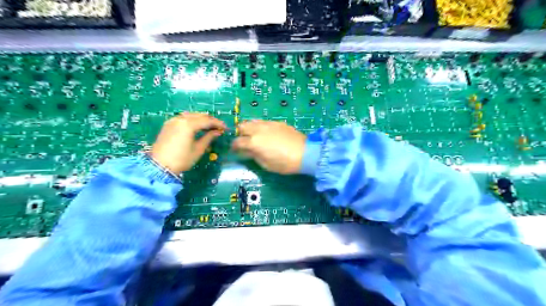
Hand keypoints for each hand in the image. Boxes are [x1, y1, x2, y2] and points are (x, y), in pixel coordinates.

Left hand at [149, 112, 226, 173]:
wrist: (159, 166)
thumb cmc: (182, 159)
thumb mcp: (198, 149)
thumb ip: (209, 137)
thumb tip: (217, 132)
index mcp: (188, 124)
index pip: (207, 120)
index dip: (218, 123)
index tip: (225, 128)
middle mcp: (180, 119)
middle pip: (199, 115)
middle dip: (210, 120)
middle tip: (219, 127)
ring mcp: (173, 120)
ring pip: (191, 115)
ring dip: (201, 119)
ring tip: (209, 126)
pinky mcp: (168, 124)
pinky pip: (183, 118)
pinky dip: (192, 120)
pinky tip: (196, 126)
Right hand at [231, 120, 306, 174]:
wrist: (305, 153)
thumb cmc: (284, 163)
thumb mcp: (266, 164)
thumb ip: (253, 156)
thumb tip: (246, 152)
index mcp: (254, 142)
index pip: (237, 142)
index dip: (234, 147)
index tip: (235, 151)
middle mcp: (258, 130)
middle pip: (242, 126)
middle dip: (239, 133)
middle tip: (243, 141)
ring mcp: (268, 124)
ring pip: (252, 121)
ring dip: (249, 128)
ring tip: (253, 135)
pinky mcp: (277, 122)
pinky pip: (263, 122)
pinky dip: (260, 126)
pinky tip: (265, 133)